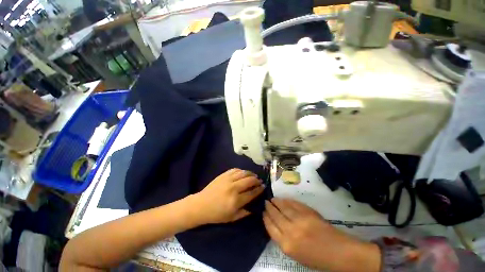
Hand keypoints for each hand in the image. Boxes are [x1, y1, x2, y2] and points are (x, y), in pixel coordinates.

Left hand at [193, 169, 264, 223]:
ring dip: (250, 173)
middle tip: (259, 181)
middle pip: (249, 181)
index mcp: (235, 201)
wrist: (201, 205)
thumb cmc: (216, 214)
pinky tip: (243, 173)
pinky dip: (241, 170)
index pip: (252, 193)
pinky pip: (235, 170)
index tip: (263, 187)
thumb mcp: (232, 218)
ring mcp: (228, 180)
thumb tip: (255, 207)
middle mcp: (233, 188)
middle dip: (256, 180)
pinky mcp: (223, 175)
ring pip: (243, 173)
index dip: (259, 189)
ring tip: (253, 176)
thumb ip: (245, 213)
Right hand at [263, 198, 380, 271]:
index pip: (270, 228)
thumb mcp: (296, 254)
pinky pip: (293, 204)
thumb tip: (276, 225)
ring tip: (272, 199)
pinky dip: (287, 201)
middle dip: (269, 208)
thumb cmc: (316, 258)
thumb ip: (284, 239)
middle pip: (275, 216)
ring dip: (276, 202)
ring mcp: (299, 220)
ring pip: (283, 207)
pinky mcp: (308, 212)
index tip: (263, 212)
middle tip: (266, 202)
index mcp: (286, 245)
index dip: (266, 218)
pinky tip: (283, 199)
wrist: (338, 252)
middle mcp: (290, 231)